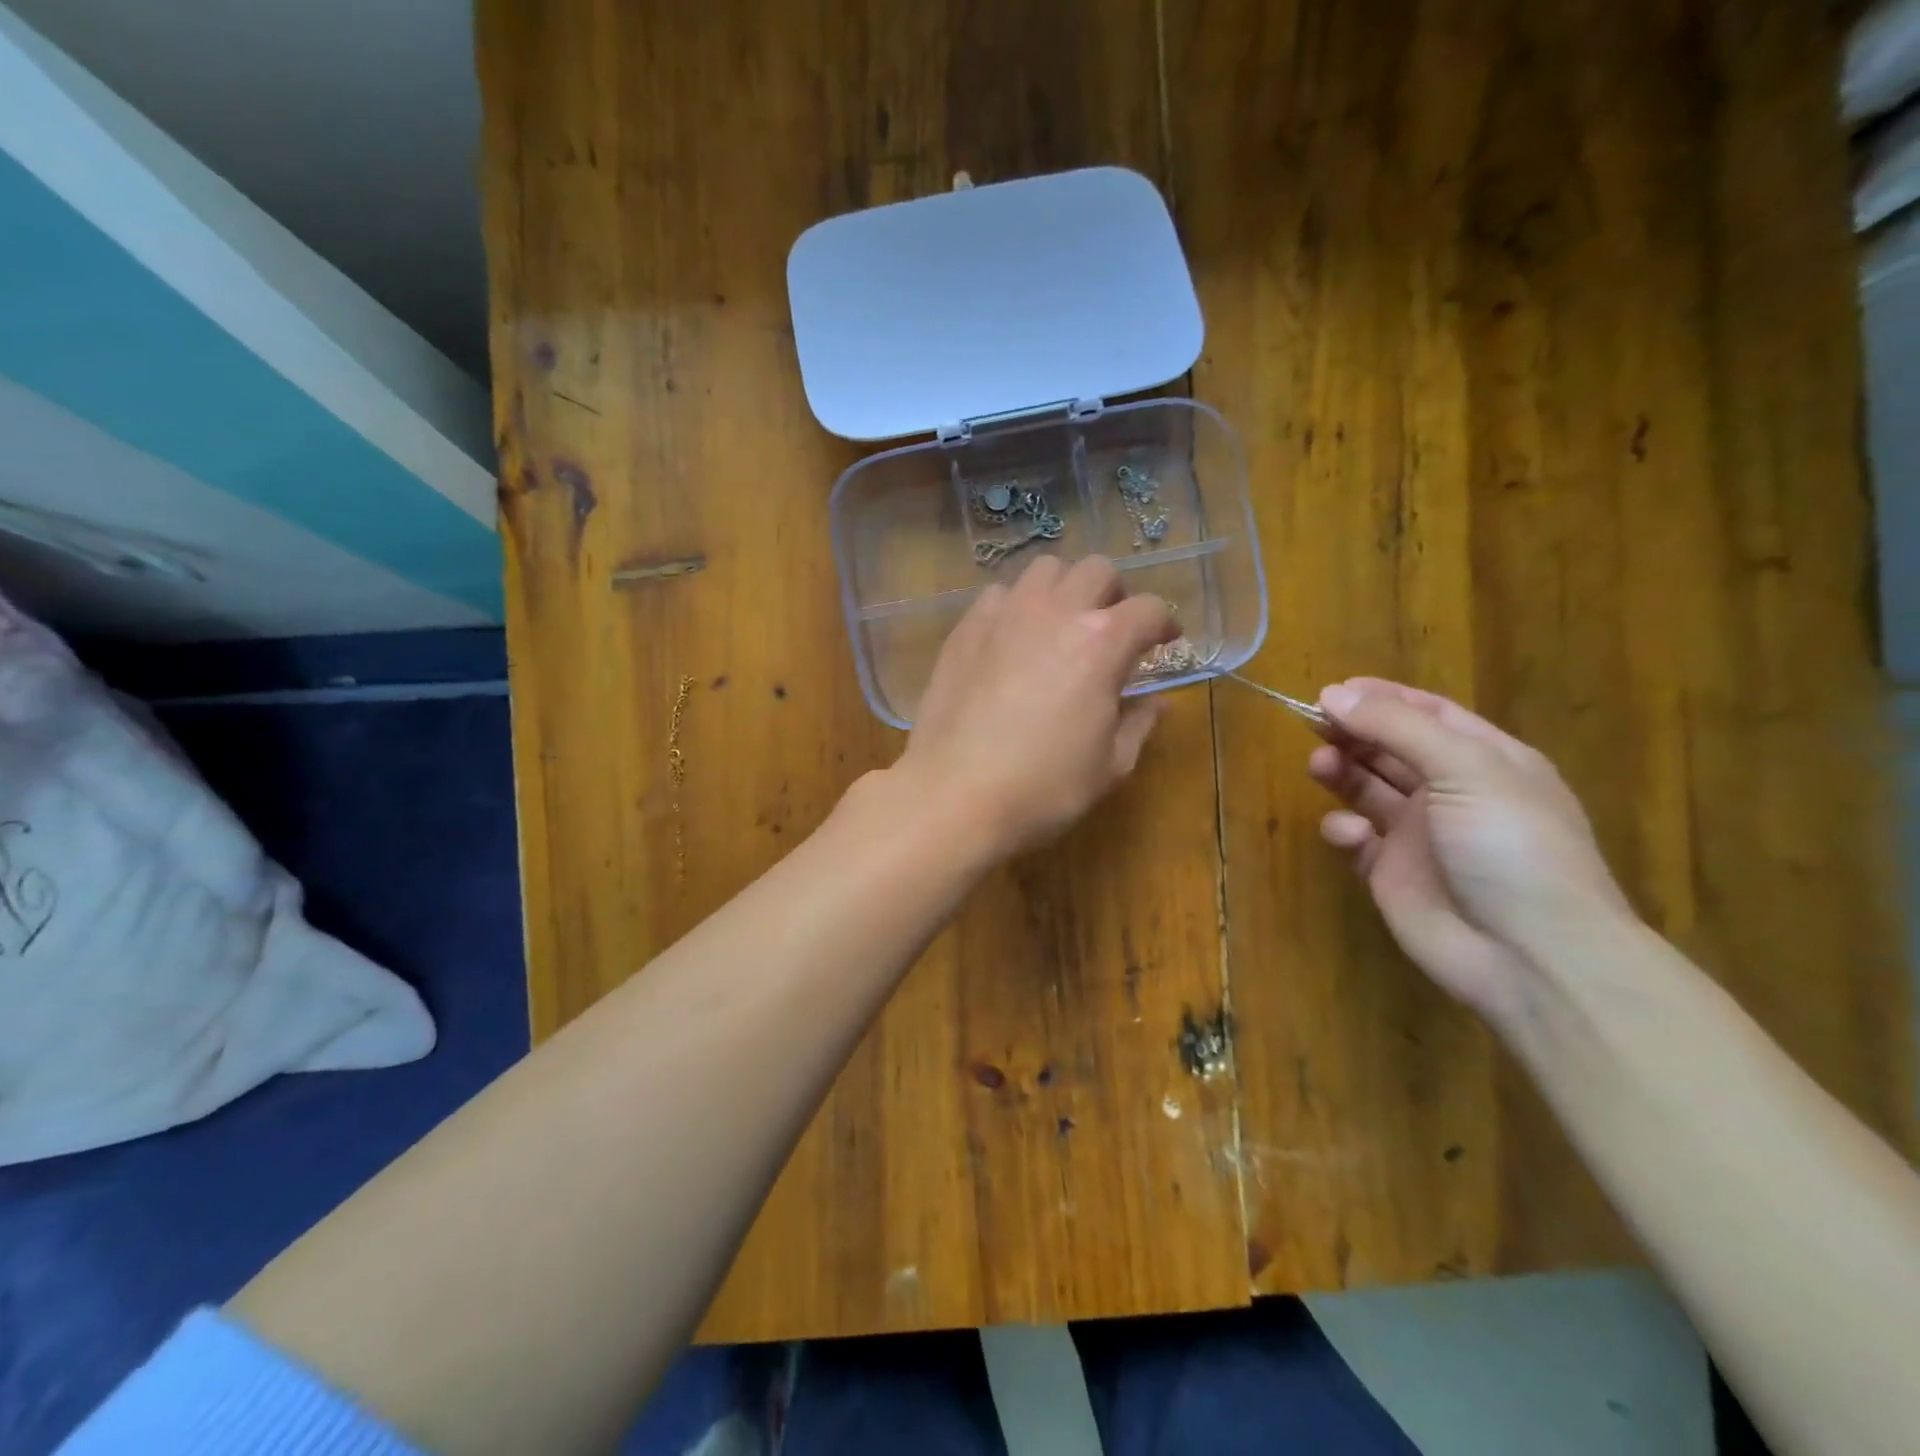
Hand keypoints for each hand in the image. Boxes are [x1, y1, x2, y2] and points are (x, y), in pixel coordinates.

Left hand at [892, 555, 1179, 858]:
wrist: (955, 793)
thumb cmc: (1044, 787)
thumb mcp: (1110, 765)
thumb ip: (1139, 723)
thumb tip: (1156, 701)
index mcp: (1102, 642)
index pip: (1149, 609)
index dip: (1164, 624)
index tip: (1164, 642)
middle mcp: (1056, 612)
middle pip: (1097, 571)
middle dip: (1114, 594)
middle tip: (1111, 629)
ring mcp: (1005, 614)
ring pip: (1045, 569)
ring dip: (1064, 589)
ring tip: (1061, 624)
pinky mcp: (966, 628)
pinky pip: (1000, 595)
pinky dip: (1017, 605)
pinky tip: (1014, 639)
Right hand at [1308, 678, 1631, 1020]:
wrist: (1529, 954)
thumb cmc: (1510, 845)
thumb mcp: (1464, 769)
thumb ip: (1397, 727)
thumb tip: (1333, 693)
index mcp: (1486, 761)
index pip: (1429, 714)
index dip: (1383, 698)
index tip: (1333, 691)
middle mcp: (1452, 793)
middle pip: (1391, 749)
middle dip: (1353, 734)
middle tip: (1312, 725)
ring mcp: (1420, 835)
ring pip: (1368, 789)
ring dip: (1342, 772)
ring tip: (1319, 766)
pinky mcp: (1390, 873)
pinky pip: (1357, 839)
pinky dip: (1345, 831)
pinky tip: (1351, 836)